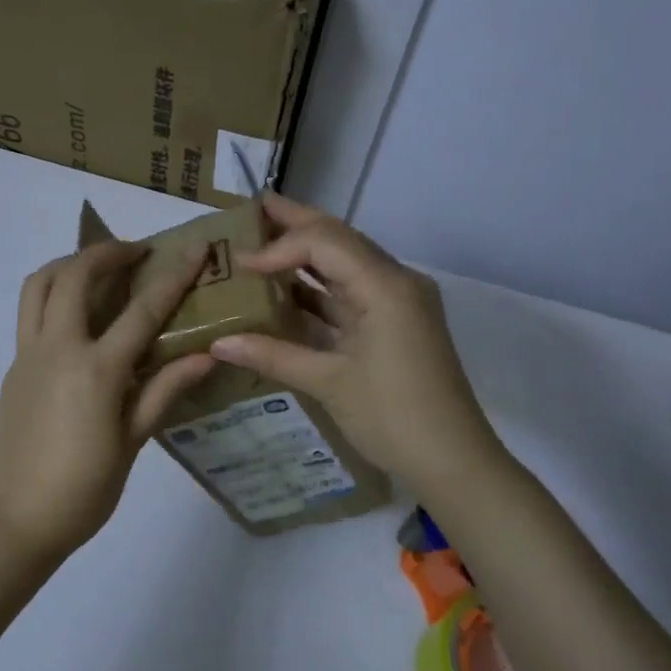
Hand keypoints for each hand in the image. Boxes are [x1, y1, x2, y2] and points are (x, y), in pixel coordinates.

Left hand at [0, 240, 217, 565]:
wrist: (17, 521)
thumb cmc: (84, 490)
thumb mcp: (132, 442)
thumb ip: (164, 390)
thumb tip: (205, 354)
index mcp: (96, 369)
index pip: (142, 309)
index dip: (174, 275)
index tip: (196, 248)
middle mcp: (57, 349)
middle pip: (74, 274)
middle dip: (107, 252)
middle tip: (136, 253)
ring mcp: (27, 356)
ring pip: (38, 285)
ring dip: (68, 264)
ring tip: (97, 270)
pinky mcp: (12, 369)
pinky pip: (30, 315)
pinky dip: (53, 296)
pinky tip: (78, 320)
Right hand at [208, 192, 501, 489]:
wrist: (453, 461)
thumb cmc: (392, 417)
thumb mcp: (328, 383)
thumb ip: (271, 355)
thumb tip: (217, 343)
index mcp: (385, 286)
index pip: (324, 241)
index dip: (278, 247)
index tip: (239, 264)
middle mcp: (395, 282)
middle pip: (338, 240)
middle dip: (295, 224)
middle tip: (251, 209)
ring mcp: (397, 303)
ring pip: (344, 265)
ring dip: (305, 255)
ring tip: (260, 243)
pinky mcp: (394, 324)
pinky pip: (350, 294)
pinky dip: (317, 289)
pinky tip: (284, 291)